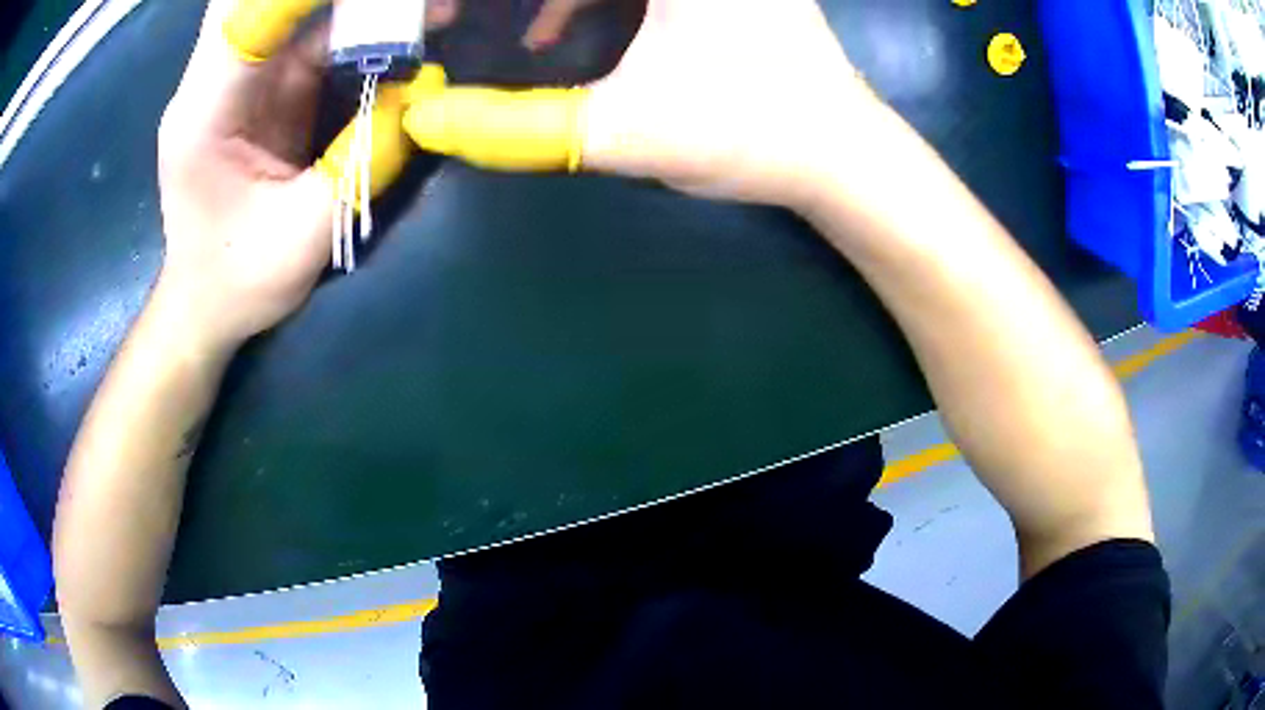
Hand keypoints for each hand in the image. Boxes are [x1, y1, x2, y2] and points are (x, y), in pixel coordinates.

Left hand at [157, 0, 455, 351]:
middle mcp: (211, 81)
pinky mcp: (258, 86)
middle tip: (394, 4)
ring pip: (283, 6)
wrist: (203, 304)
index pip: (251, 15)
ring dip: (348, 3)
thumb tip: (421, 96)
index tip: (385, 1)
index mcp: (204, 112)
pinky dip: (350, 20)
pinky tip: (395, 26)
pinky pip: (304, 31)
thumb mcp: (303, 235)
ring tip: (418, 10)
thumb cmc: (237, 283)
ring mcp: (235, 78)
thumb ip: (360, 161)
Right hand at [403, 0, 894, 212]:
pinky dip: (581, 1)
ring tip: (501, 35)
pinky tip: (552, 36)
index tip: (443, 18)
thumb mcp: (625, 127)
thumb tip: (429, 120)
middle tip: (452, 21)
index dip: (479, 0)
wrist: (840, 152)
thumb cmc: (749, 131)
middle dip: (507, 5)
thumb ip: (517, 127)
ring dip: (548, 2)